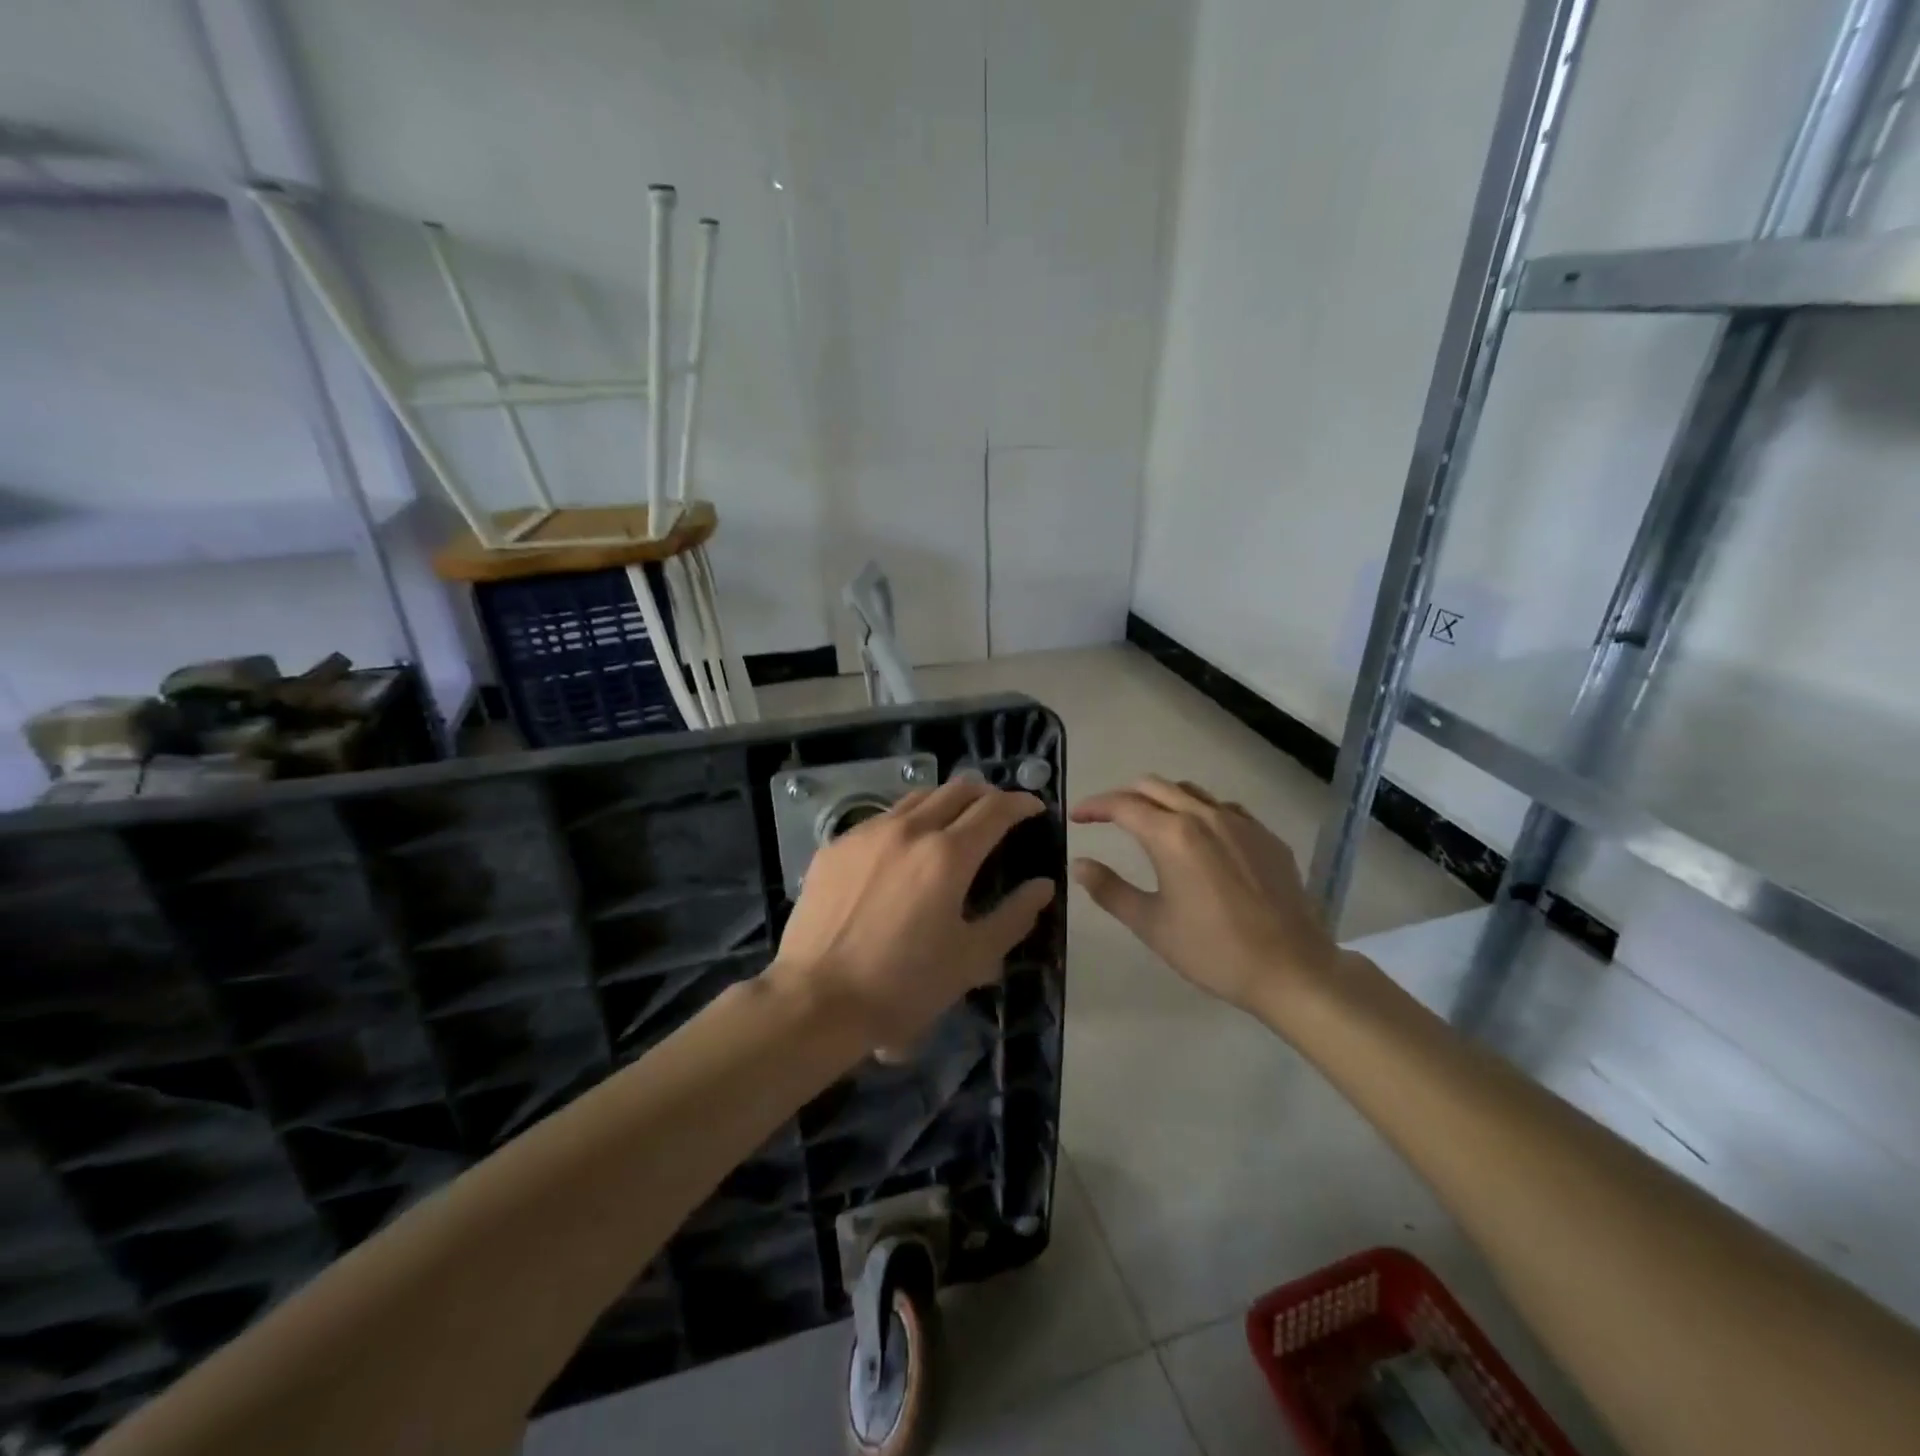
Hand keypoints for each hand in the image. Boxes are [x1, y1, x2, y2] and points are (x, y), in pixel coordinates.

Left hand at [772, 778, 1055, 1053]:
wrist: (815, 999)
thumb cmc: (903, 985)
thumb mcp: (971, 959)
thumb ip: (1013, 917)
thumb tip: (1043, 886)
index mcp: (948, 855)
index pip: (994, 810)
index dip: (1020, 803)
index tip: (1034, 807)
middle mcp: (909, 830)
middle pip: (956, 790)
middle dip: (985, 794)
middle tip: (997, 811)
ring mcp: (867, 833)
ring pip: (916, 798)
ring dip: (944, 802)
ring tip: (953, 822)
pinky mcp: (835, 846)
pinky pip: (880, 820)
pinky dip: (905, 822)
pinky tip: (902, 849)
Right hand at [1070, 775, 1340, 1014]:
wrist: (1292, 969)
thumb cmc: (1212, 950)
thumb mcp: (1151, 924)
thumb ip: (1110, 889)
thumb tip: (1080, 864)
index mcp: (1172, 835)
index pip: (1123, 805)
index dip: (1094, 806)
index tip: (1076, 816)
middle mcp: (1205, 816)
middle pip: (1155, 786)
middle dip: (1124, 796)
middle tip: (1106, 817)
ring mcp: (1241, 823)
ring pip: (1191, 792)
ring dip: (1162, 798)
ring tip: (1149, 822)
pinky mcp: (1267, 837)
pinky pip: (1224, 808)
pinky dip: (1199, 811)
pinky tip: (1200, 838)